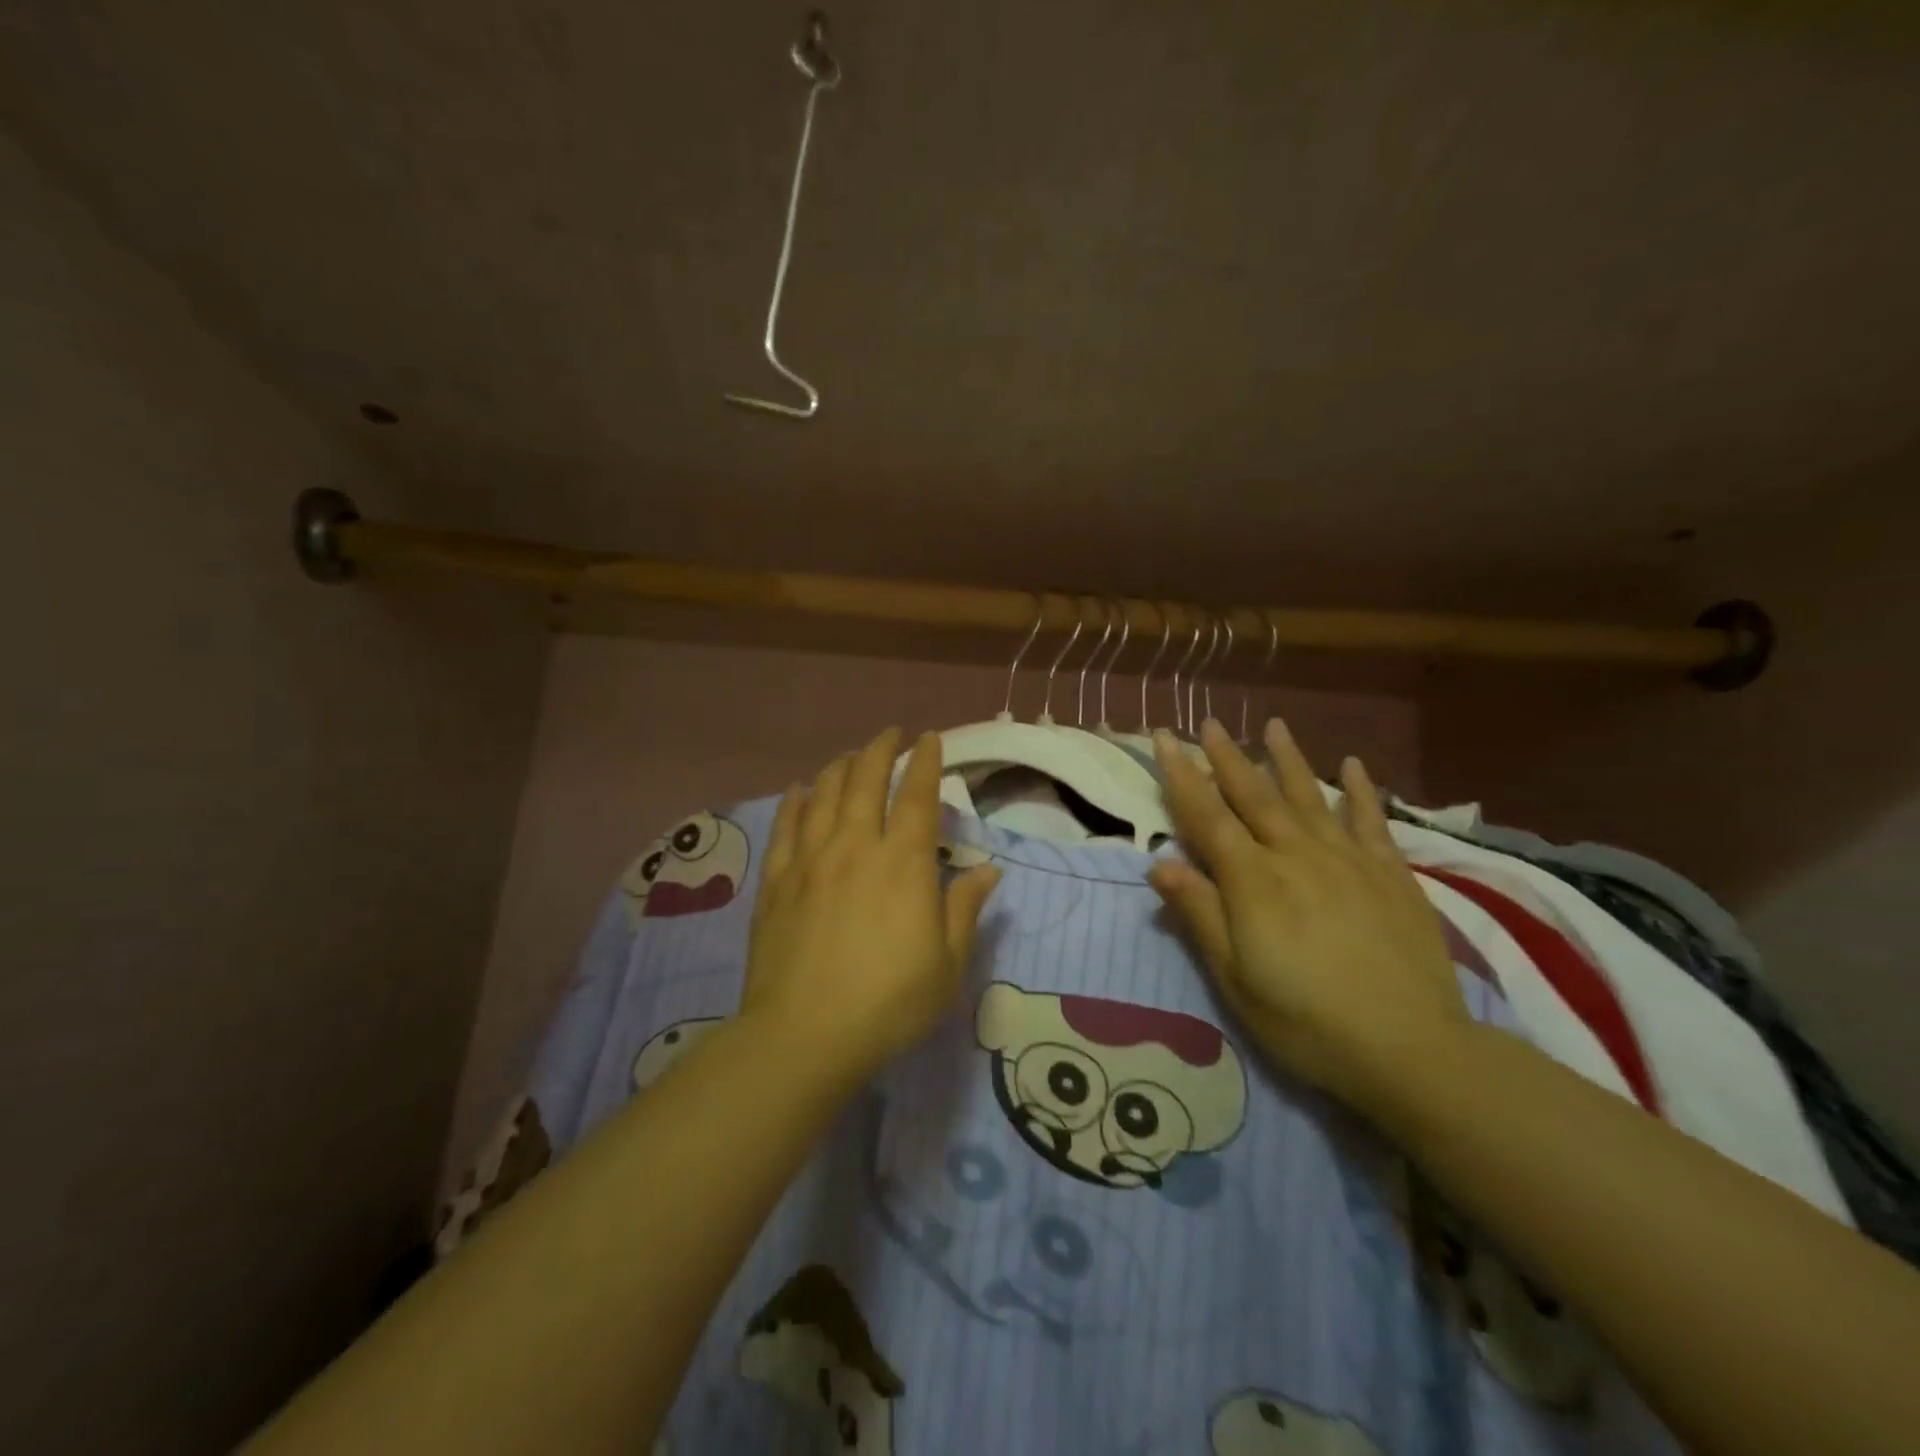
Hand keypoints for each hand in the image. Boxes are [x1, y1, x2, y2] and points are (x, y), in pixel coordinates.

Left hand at [743, 728, 1001, 1083]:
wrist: (804, 1035)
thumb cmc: (888, 1003)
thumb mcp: (946, 964)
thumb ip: (964, 909)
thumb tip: (988, 869)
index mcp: (903, 863)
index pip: (917, 795)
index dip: (926, 761)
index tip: (930, 738)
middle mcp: (856, 846)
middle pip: (866, 779)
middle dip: (881, 749)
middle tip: (891, 734)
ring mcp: (810, 859)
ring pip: (824, 793)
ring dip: (841, 766)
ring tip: (851, 756)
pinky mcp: (777, 880)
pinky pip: (785, 826)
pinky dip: (795, 801)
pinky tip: (799, 790)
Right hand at [1147, 718, 1467, 1117]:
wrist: (1412, 1051)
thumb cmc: (1306, 1021)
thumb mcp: (1235, 979)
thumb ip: (1200, 915)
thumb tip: (1160, 863)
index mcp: (1253, 882)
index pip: (1206, 817)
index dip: (1182, 777)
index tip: (1164, 738)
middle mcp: (1296, 856)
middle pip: (1254, 796)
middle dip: (1227, 758)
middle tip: (1208, 723)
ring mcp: (1348, 861)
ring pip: (1310, 797)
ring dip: (1288, 759)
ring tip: (1273, 726)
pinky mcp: (1391, 875)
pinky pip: (1371, 822)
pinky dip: (1361, 791)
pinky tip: (1354, 765)